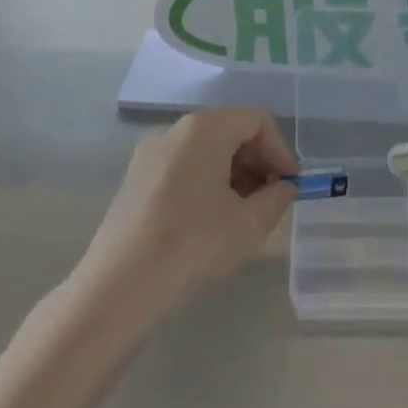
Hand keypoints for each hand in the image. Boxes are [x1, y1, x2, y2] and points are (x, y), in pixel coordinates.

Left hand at [75, 109, 299, 314]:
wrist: (118, 287)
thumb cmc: (192, 245)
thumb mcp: (248, 224)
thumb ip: (276, 198)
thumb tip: (284, 187)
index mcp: (204, 129)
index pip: (256, 120)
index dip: (280, 150)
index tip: (289, 188)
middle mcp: (174, 131)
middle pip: (230, 132)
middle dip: (258, 163)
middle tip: (271, 203)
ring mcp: (150, 155)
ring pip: (206, 152)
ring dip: (233, 176)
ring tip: (243, 217)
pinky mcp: (135, 180)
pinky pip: (183, 169)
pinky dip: (206, 185)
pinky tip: (210, 224)